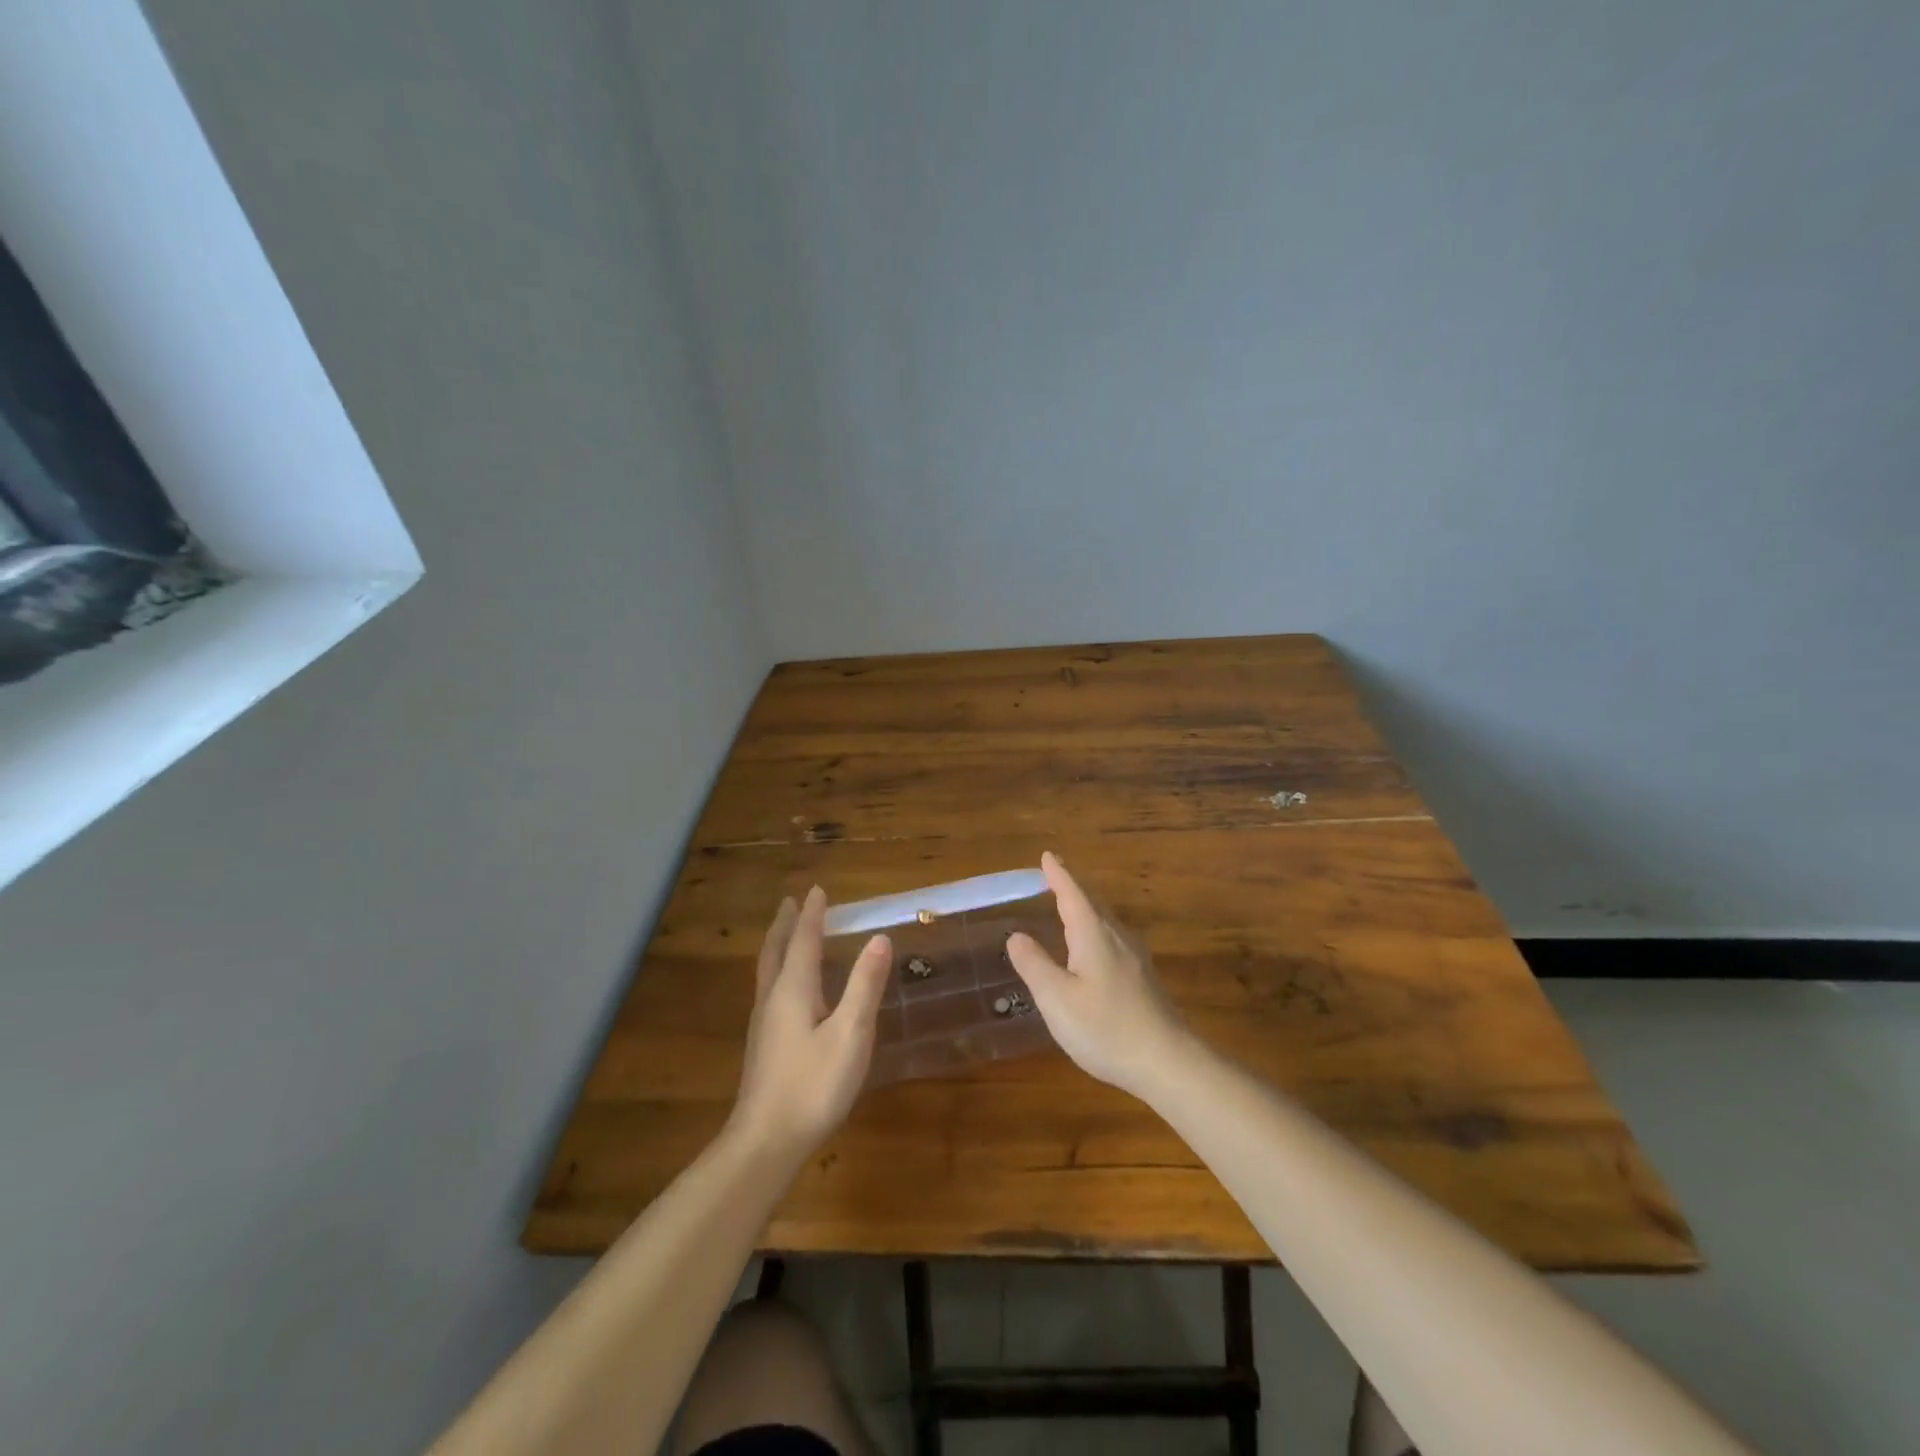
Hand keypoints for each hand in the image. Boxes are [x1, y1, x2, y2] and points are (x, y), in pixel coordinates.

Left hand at [730, 887, 891, 1158]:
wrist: (765, 1142)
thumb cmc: (813, 1085)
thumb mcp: (850, 1034)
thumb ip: (864, 985)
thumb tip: (879, 938)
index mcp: (793, 989)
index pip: (804, 940)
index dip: (813, 914)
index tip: (818, 889)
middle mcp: (773, 999)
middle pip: (776, 950)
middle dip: (786, 924)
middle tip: (792, 902)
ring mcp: (763, 1024)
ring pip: (768, 970)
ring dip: (779, 944)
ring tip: (787, 934)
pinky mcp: (763, 1045)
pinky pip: (769, 989)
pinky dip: (778, 969)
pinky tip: (786, 988)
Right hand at [1005, 852, 1193, 1098]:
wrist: (1167, 1061)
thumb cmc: (1105, 1027)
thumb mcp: (1057, 998)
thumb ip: (1034, 965)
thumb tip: (1016, 935)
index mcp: (1093, 934)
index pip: (1072, 893)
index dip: (1058, 874)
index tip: (1047, 856)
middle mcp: (1116, 937)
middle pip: (1091, 902)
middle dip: (1071, 887)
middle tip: (1052, 875)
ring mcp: (1133, 957)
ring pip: (1104, 921)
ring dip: (1084, 907)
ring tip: (1067, 904)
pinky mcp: (1141, 977)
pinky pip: (1111, 938)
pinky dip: (1094, 928)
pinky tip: (1090, 947)